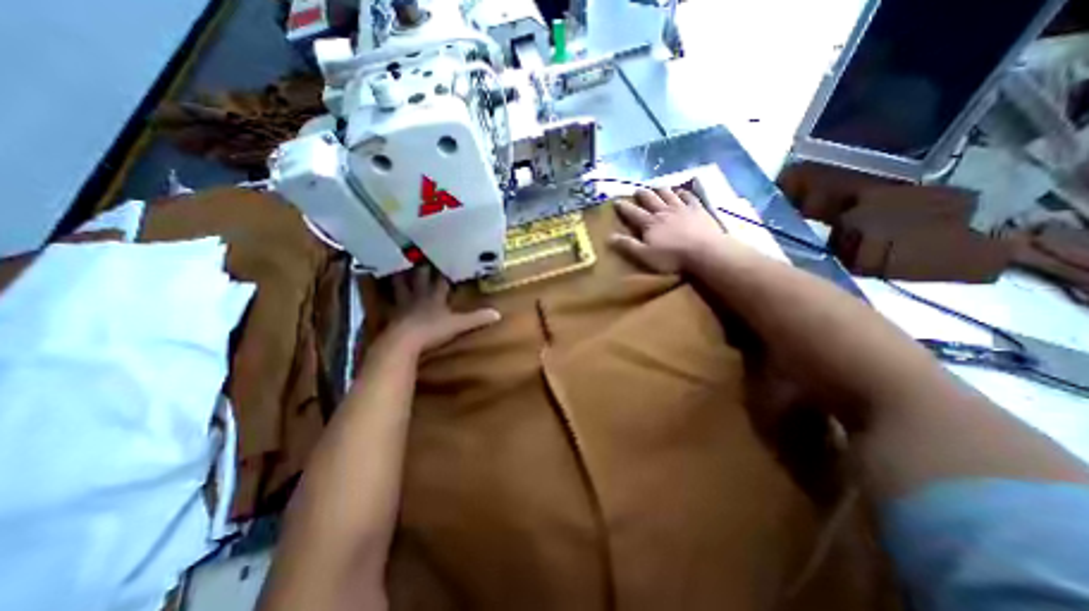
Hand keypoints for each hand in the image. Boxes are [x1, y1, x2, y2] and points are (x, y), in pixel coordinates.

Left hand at [382, 265, 501, 351]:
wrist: (404, 341)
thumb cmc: (432, 331)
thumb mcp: (458, 325)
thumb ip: (477, 319)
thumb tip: (498, 314)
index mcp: (435, 298)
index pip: (441, 281)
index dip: (443, 272)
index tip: (445, 259)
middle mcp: (419, 297)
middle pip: (420, 279)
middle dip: (421, 267)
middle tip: (418, 253)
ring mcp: (403, 305)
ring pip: (401, 286)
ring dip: (399, 276)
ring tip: (395, 264)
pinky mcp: (391, 315)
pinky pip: (386, 300)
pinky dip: (381, 292)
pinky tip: (374, 286)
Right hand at [609, 185, 725, 270]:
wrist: (704, 251)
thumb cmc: (672, 257)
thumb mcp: (644, 255)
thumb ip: (627, 245)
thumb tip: (609, 236)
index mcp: (649, 223)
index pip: (633, 212)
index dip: (623, 207)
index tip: (616, 201)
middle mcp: (663, 211)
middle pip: (650, 199)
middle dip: (642, 194)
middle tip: (636, 191)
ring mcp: (681, 208)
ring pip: (668, 194)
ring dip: (660, 190)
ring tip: (656, 187)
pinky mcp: (697, 209)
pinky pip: (688, 196)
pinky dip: (683, 192)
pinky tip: (681, 191)